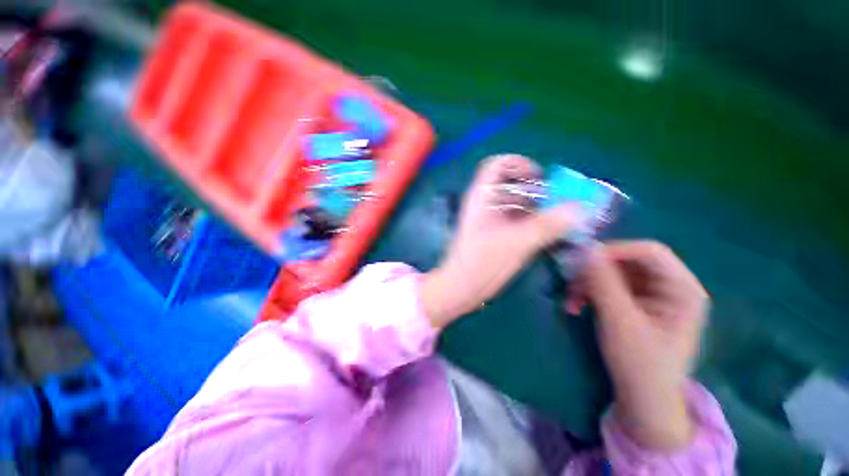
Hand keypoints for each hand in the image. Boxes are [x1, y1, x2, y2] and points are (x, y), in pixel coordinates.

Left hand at [420, 155, 581, 327]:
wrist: (461, 288)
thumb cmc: (483, 262)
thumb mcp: (517, 242)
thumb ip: (549, 224)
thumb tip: (581, 208)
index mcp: (482, 197)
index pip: (497, 164)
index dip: (519, 164)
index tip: (540, 178)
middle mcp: (485, 204)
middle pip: (511, 184)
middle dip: (536, 189)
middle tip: (559, 201)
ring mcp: (489, 219)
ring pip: (515, 203)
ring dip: (537, 207)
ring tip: (560, 218)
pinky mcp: (494, 234)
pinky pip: (516, 219)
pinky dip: (532, 221)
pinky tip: (548, 232)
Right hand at [577, 241, 708, 449]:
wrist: (643, 401)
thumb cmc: (639, 363)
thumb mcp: (619, 319)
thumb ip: (603, 281)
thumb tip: (585, 248)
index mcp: (682, 289)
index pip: (649, 251)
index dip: (614, 251)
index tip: (581, 261)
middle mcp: (669, 287)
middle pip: (628, 262)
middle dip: (595, 271)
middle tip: (570, 282)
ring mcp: (652, 296)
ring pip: (613, 274)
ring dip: (588, 283)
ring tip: (570, 300)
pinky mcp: (635, 304)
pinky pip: (608, 287)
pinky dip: (590, 293)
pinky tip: (576, 306)